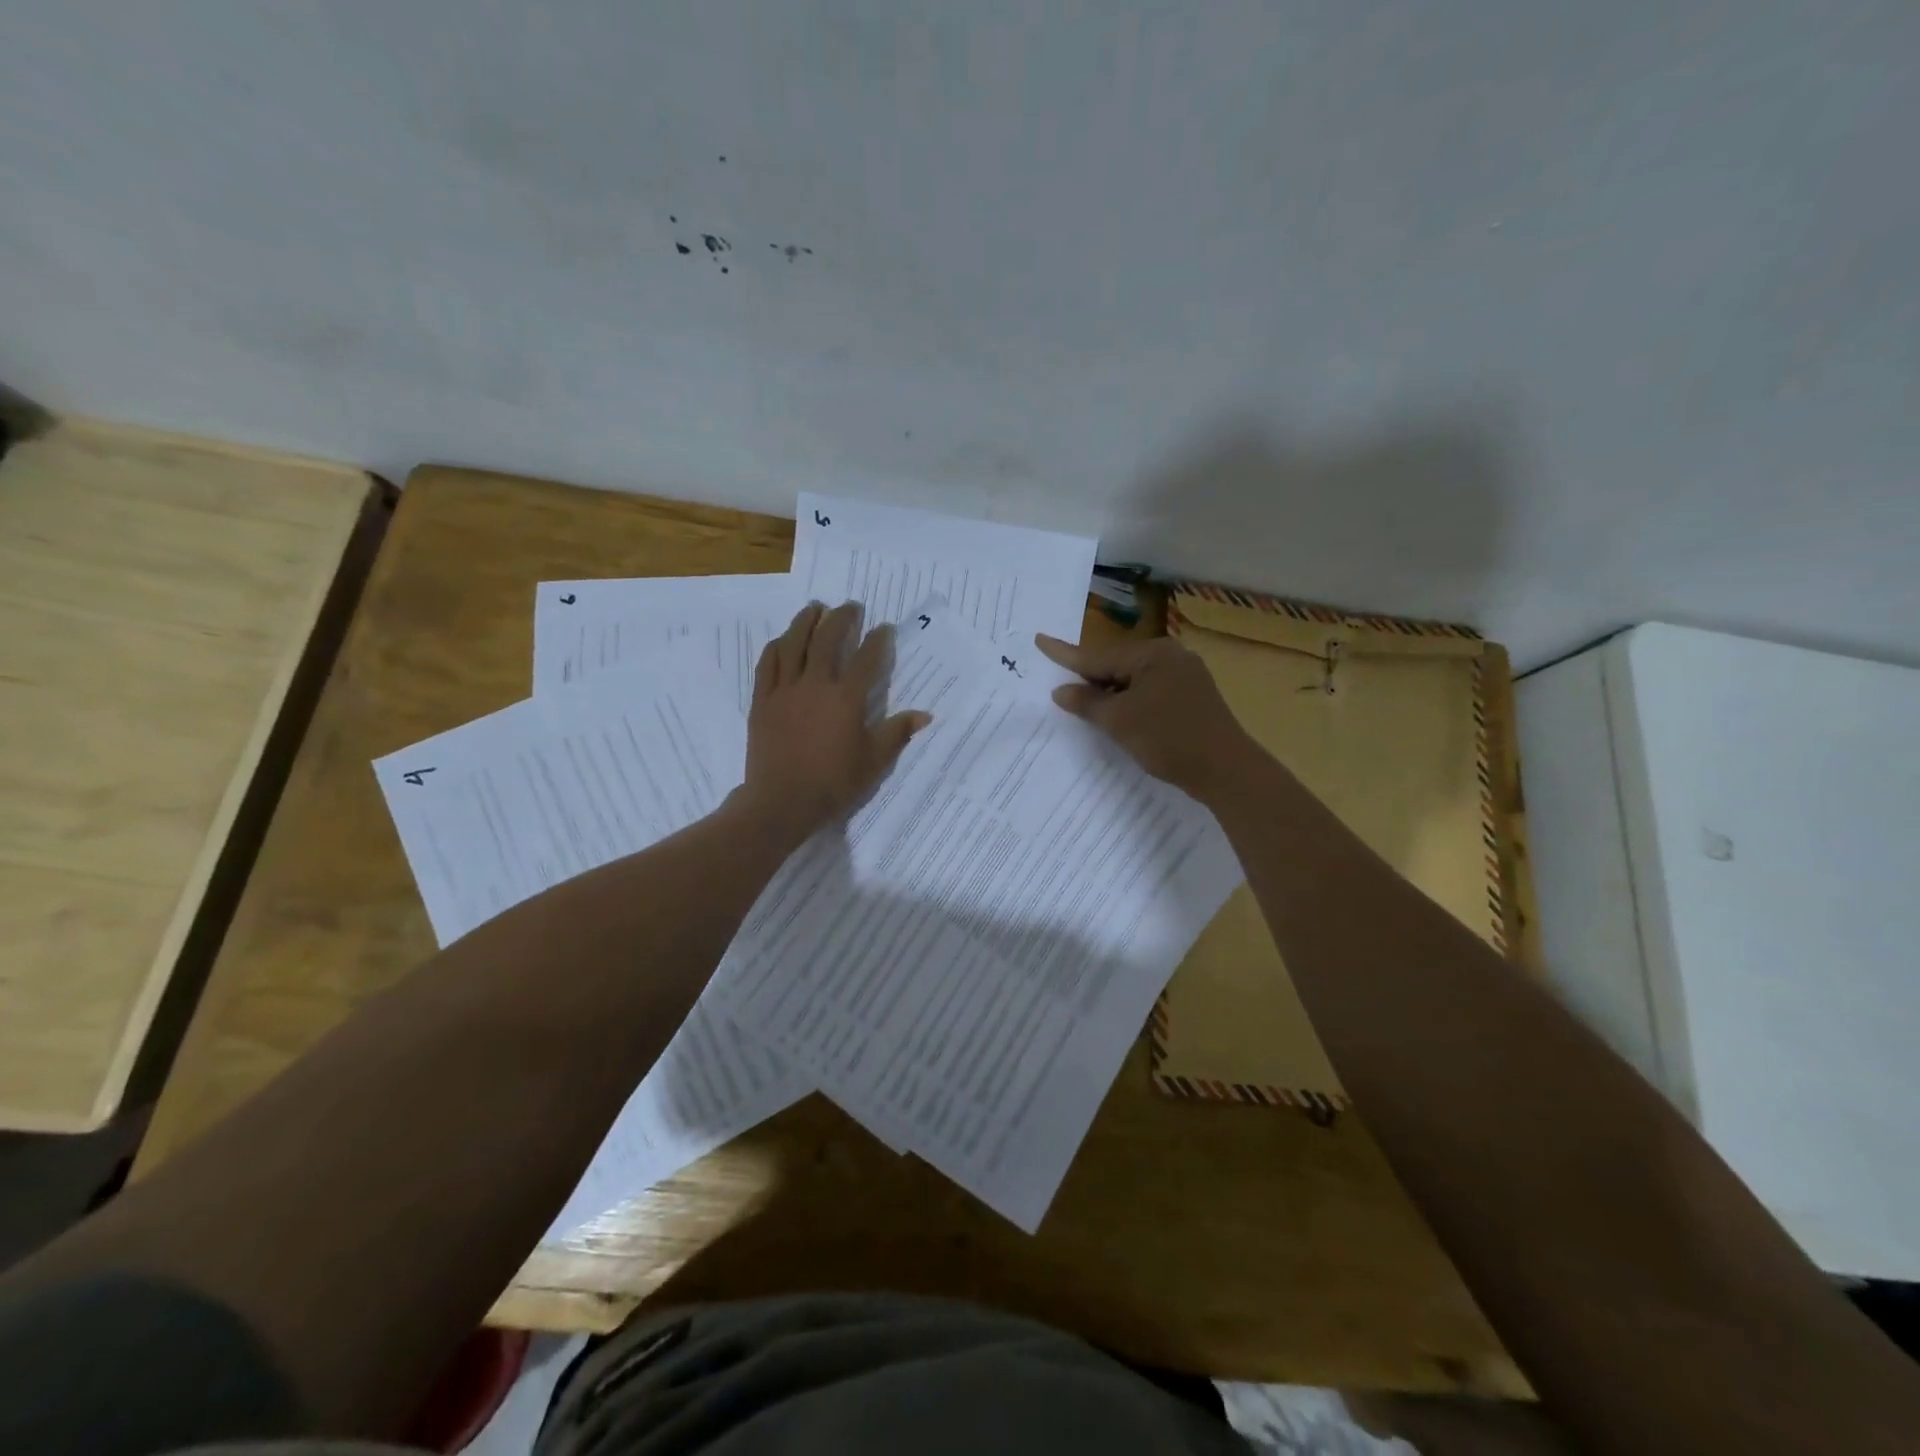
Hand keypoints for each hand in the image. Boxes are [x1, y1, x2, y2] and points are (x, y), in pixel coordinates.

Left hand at [738, 602, 930, 835]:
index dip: (877, 640)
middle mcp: (815, 684)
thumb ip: (897, 732)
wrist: (782, 801)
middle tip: (850, 607)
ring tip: (815, 608)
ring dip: (806, 621)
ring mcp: (785, 690)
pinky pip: (768, 663)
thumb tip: (924, 715)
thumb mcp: (874, 761)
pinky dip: (777, 646)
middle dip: (841, 618)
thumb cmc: (833, 783)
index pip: (866, 659)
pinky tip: (783, 639)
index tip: (884, 628)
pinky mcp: (763, 700)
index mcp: (846, 698)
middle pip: (827, 639)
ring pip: (794, 643)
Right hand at [1034, 631, 1253, 799]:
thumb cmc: (1168, 739)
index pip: (1098, 655)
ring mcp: (1186, 675)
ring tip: (1084, 703)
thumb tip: (1061, 690)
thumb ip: (1087, 702)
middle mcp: (1171, 655)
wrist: (1226, 770)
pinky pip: (1150, 690)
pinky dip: (1130, 700)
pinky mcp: (1193, 696)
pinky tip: (1118, 713)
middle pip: (1117, 664)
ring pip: (1134, 679)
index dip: (1065, 654)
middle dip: (1089, 677)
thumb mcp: (1119, 721)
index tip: (1040, 640)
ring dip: (1110, 692)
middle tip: (1059, 683)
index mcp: (1152, 653)